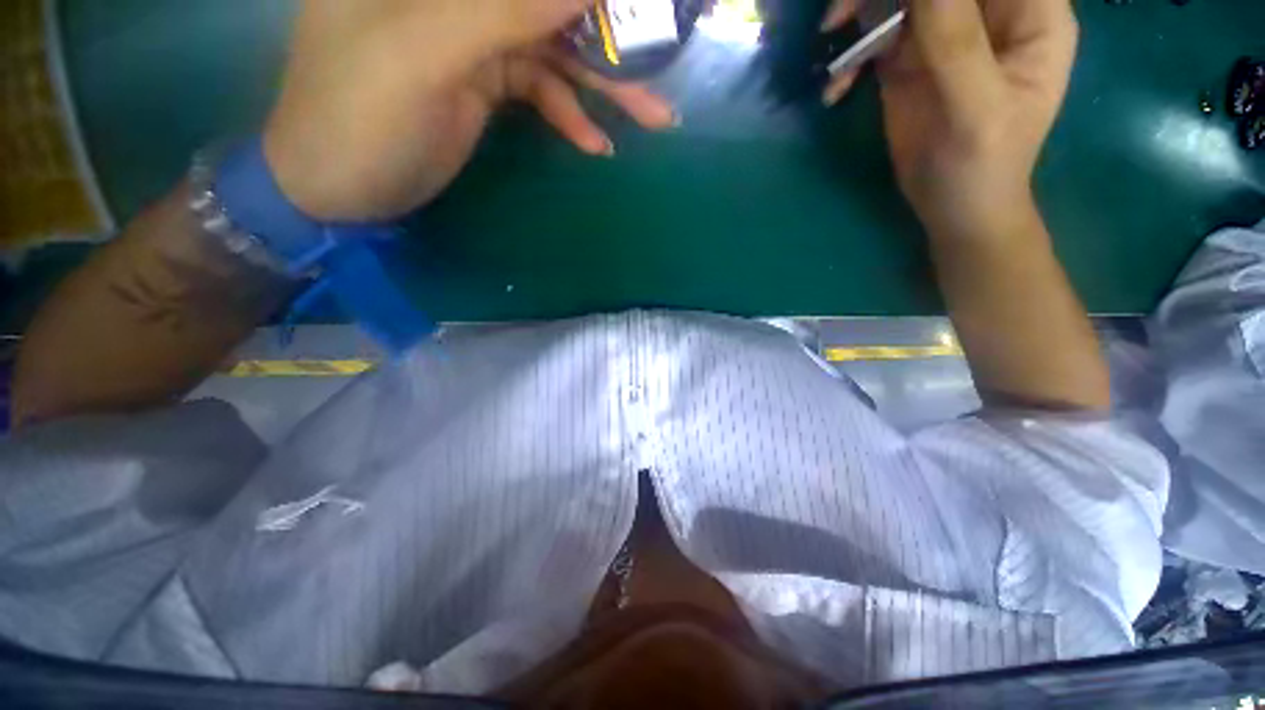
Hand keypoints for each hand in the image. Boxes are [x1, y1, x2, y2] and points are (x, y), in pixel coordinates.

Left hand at [264, 0, 676, 221]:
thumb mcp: (425, 56)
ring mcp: (471, 35)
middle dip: (607, 35)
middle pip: (544, 2)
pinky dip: (571, 114)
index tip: (639, 7)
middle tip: (662, 63)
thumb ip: (502, 10)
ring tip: (653, 117)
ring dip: (603, 86)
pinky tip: (597, 143)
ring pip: (553, 48)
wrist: (340, 188)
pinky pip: (542, 89)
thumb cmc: (358, 119)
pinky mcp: (485, 81)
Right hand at [822, 0, 1077, 238]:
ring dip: (863, 10)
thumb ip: (956, 43)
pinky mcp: (911, 62)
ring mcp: (946, 35)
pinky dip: (852, 57)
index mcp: (1030, 12)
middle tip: (843, 9)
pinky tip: (836, 89)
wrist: (953, 207)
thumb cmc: (983, 166)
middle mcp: (988, 13)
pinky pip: (877, 38)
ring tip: (831, 34)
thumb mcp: (977, 109)